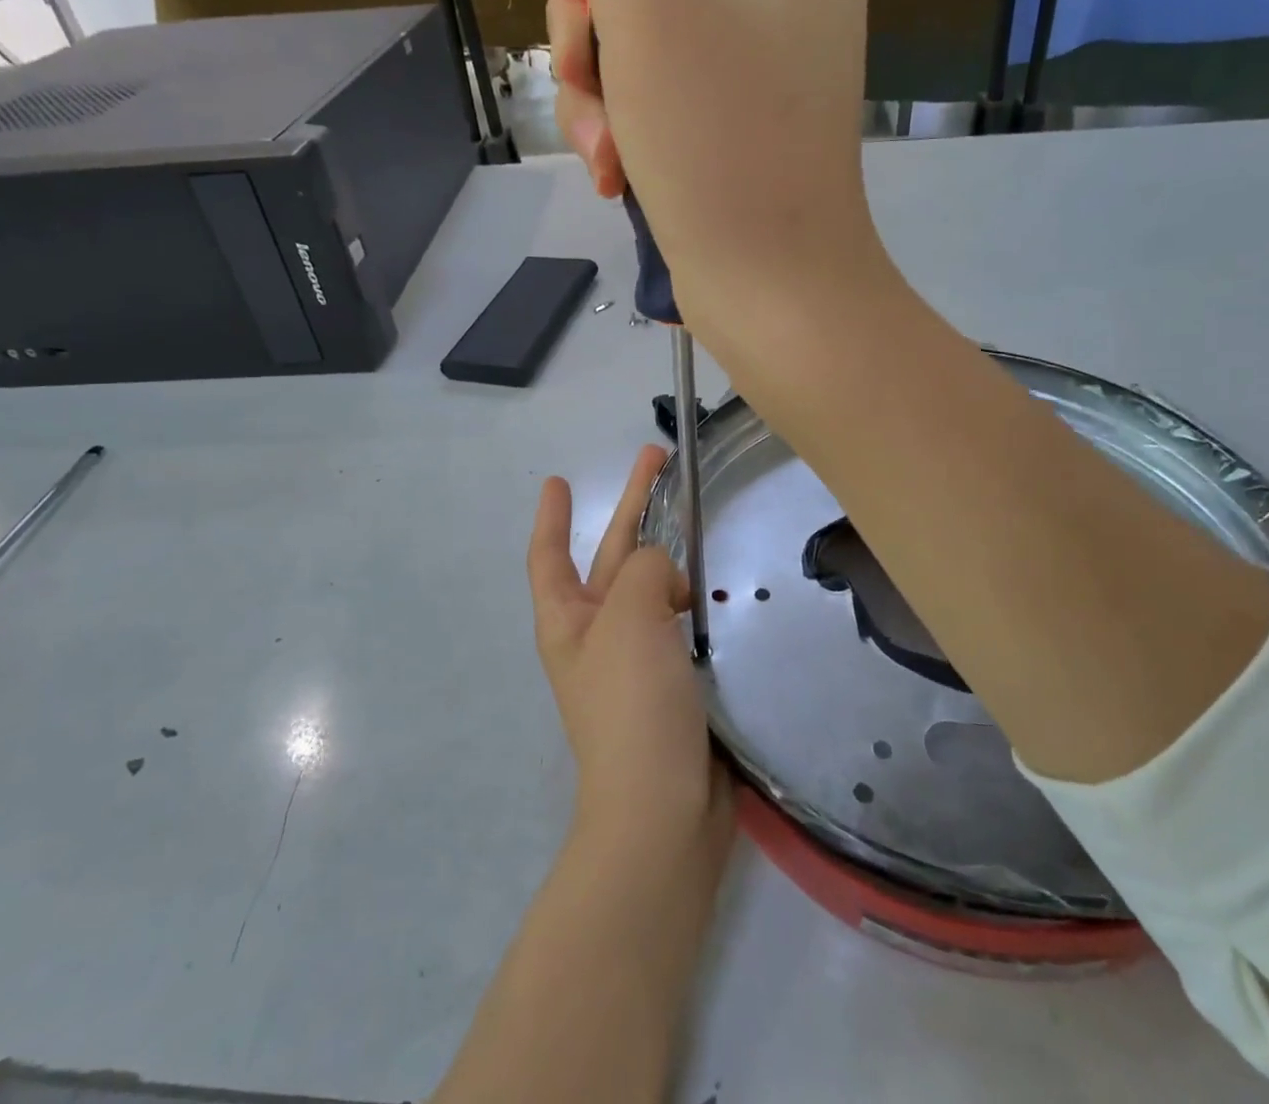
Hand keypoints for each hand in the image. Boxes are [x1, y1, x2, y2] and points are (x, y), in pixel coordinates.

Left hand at [527, 444, 733, 860]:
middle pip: (612, 554)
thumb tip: (667, 581)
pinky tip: (719, 581)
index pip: (550, 554)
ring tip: (702, 517)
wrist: (663, 811)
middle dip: (632, 505)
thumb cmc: (631, 704)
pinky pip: (680, 620)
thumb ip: (645, 569)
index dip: (552, 515)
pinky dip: (693, 594)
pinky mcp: (673, 680)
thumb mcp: (628, 616)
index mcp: (568, 620)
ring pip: (652, 584)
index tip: (557, 479)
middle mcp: (597, 634)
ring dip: (670, 550)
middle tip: (658, 457)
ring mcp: (636, 658)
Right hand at [536, 0, 886, 348]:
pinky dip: (620, 131)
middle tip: (588, 75)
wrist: (770, 295)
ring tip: (603, 150)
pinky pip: (650, 102)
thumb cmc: (721, 143)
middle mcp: (781, 6)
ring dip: (597, 90)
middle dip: (594, 21)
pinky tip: (611, 174)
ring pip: (637, 41)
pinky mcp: (726, 139)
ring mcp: (754, 80)